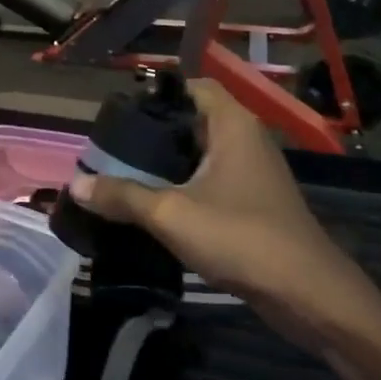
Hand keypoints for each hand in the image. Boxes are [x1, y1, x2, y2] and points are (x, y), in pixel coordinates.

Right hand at [67, 80, 380, 351]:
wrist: (306, 292)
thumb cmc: (240, 237)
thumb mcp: (171, 214)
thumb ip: (121, 196)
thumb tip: (75, 185)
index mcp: (232, 124)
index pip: (192, 86)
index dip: (156, 95)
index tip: (119, 117)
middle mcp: (245, 139)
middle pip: (192, 121)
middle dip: (153, 134)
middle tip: (111, 150)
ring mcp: (252, 172)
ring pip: (200, 154)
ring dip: (166, 164)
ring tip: (123, 176)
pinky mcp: (252, 202)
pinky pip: (210, 181)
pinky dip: (183, 187)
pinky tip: (154, 206)